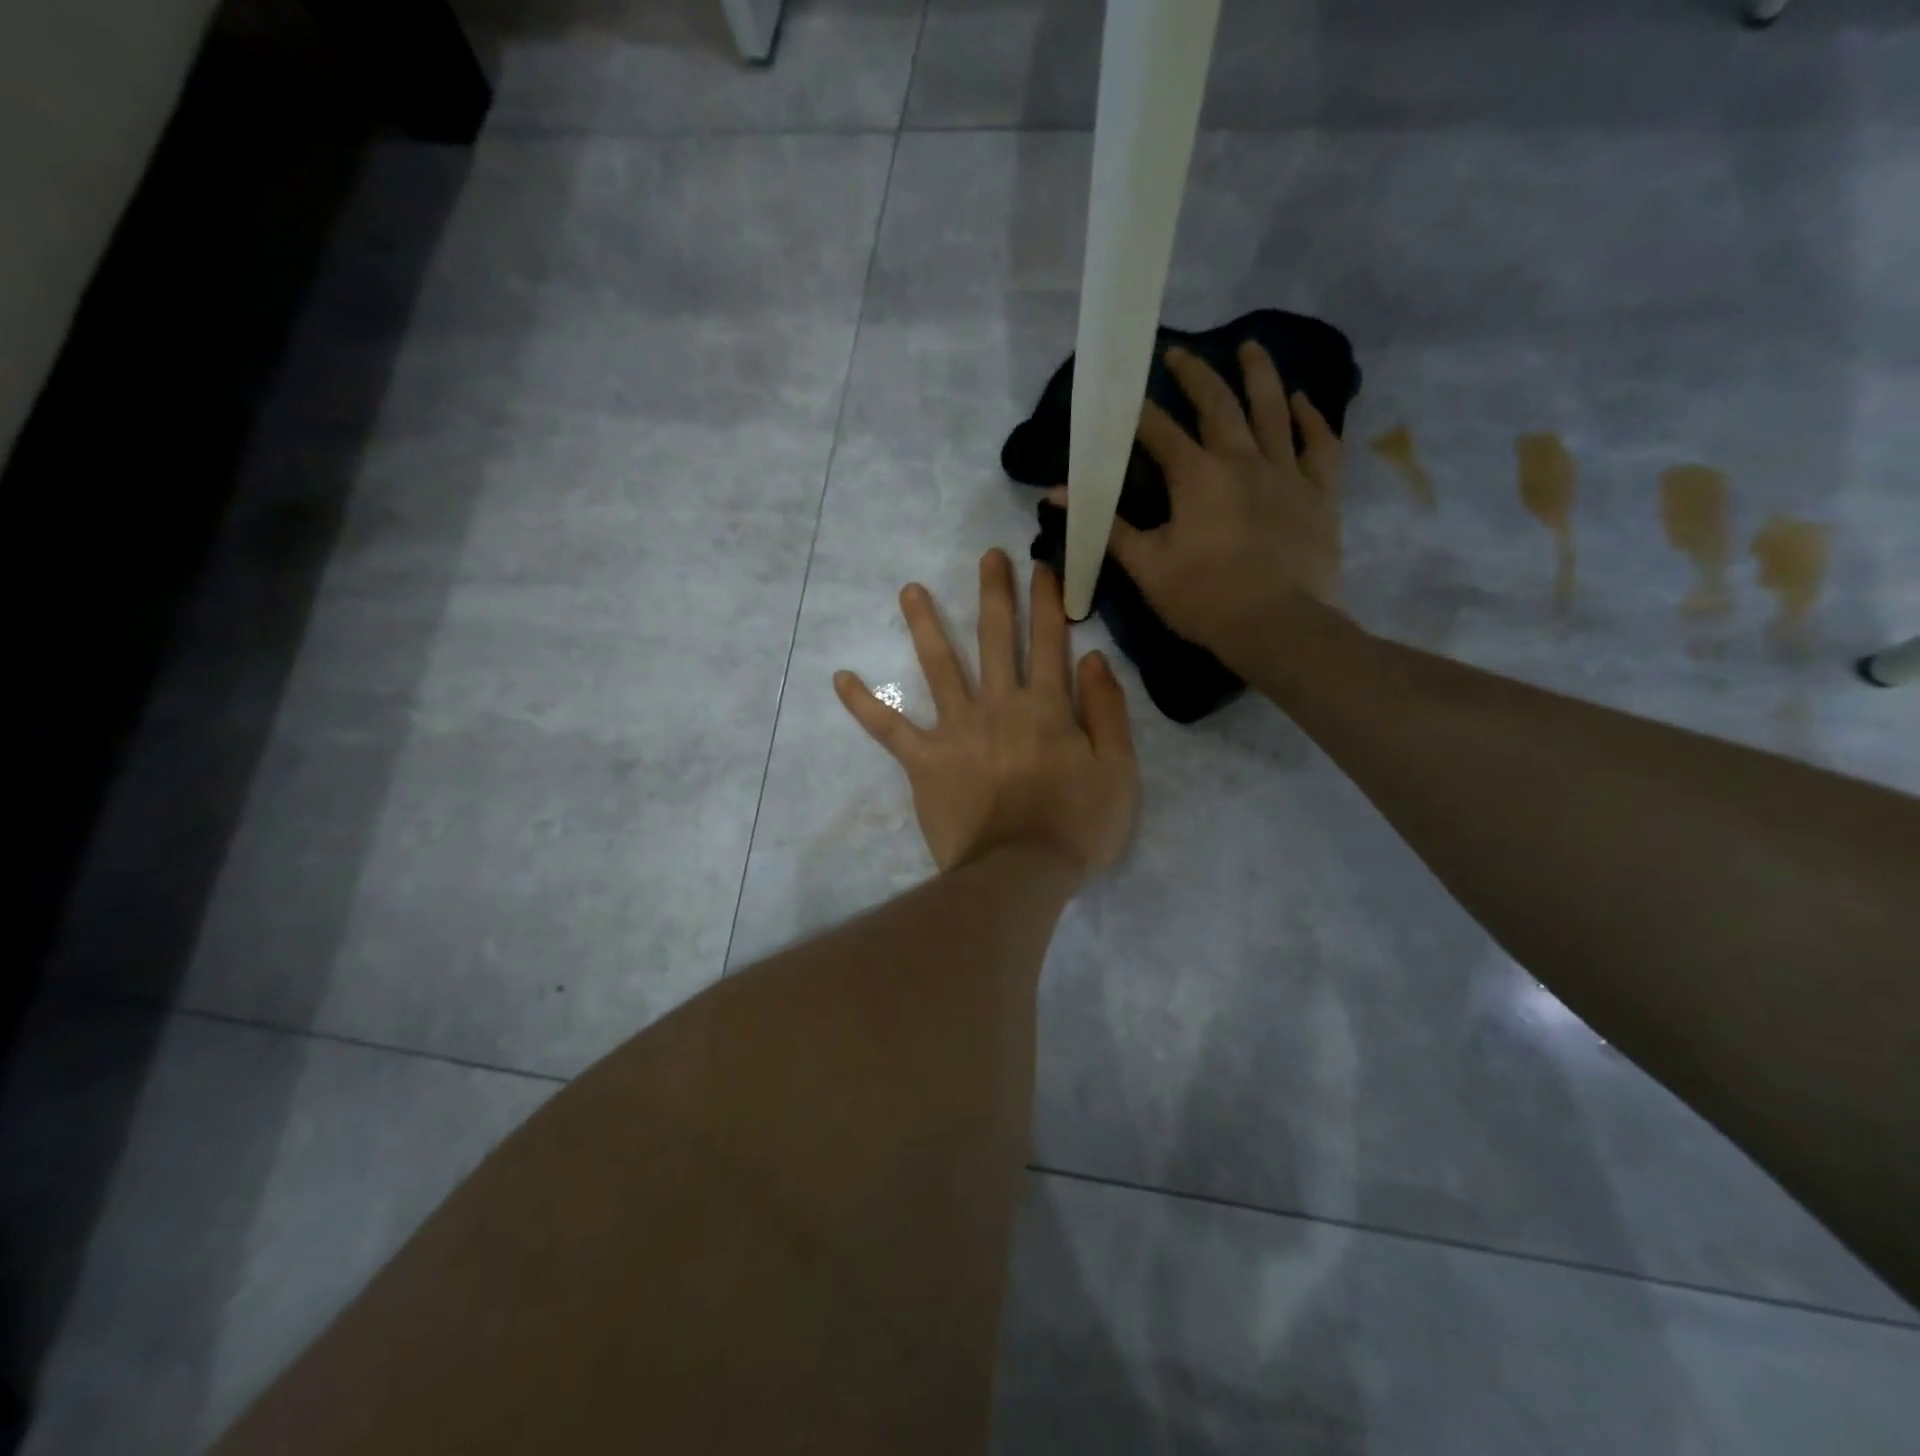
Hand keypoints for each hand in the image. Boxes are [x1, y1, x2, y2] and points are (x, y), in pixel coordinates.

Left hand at [835, 549, 1138, 875]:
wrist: (1020, 873)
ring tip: (910, 590)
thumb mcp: (1118, 770)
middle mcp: (999, 705)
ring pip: (939, 666)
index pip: (1050, 641)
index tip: (1042, 567)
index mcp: (1047, 706)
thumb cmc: (1077, 826)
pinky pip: (888, 729)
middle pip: (995, 638)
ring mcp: (957, 730)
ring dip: (925, 625)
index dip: (1048, 602)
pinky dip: (864, 704)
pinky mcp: (925, 760)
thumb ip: (1108, 711)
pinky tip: (841, 678)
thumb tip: (1092, 658)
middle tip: (987, 557)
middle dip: (994, 593)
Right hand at [1049, 342, 1342, 670]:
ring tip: (1250, 347)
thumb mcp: (1146, 566)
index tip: (1122, 394)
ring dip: (1259, 375)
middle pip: (1218, 405)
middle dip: (1195, 375)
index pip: (1160, 431)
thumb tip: (1057, 496)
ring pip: (1273, 410)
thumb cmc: (1204, 599)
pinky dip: (1312, 418)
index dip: (1137, 411)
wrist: (1278, 627)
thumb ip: (1107, 526)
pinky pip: (1320, 444)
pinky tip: (1303, 400)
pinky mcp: (1320, 492)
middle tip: (1179, 353)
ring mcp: (1287, 472)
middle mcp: (1243, 459)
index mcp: (1197, 476)